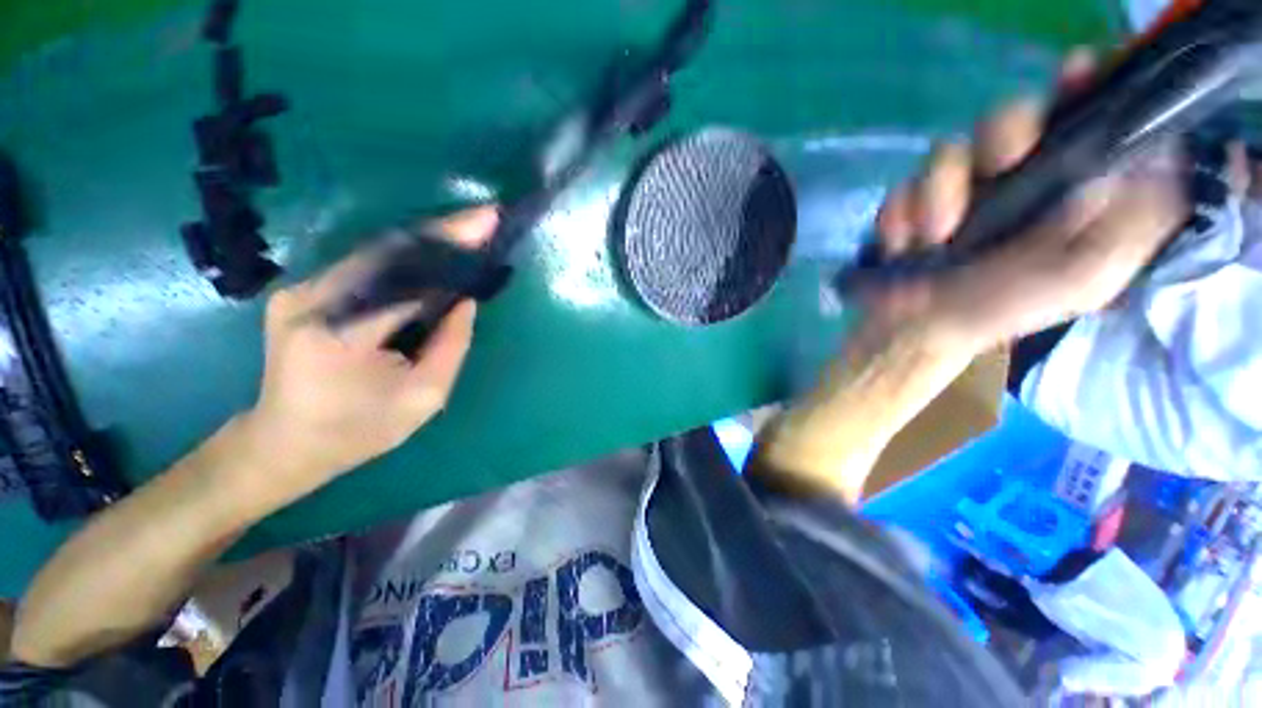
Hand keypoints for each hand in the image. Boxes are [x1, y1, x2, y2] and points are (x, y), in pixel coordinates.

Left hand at [238, 206, 497, 502]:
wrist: (284, 444)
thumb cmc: (358, 431)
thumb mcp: (423, 398)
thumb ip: (451, 345)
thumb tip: (465, 300)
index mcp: (339, 332)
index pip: (404, 274)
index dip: (450, 244)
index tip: (486, 222)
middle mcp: (310, 299)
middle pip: (387, 252)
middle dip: (442, 234)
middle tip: (483, 222)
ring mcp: (300, 291)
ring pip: (375, 254)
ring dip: (425, 245)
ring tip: (466, 236)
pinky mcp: (303, 292)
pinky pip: (364, 267)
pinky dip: (403, 261)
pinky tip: (432, 259)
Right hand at [872, 53, 1188, 353]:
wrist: (921, 330)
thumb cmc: (1005, 308)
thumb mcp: (1084, 277)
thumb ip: (1127, 222)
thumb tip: (1150, 153)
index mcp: (1061, 189)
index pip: (1078, 118)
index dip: (1080, 87)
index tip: (1076, 73)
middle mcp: (1011, 179)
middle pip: (1008, 117)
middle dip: (1003, 136)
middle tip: (1000, 166)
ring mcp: (954, 190)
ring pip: (946, 153)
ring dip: (937, 196)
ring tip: (933, 241)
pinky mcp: (908, 206)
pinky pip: (901, 190)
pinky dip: (899, 220)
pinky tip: (903, 247)